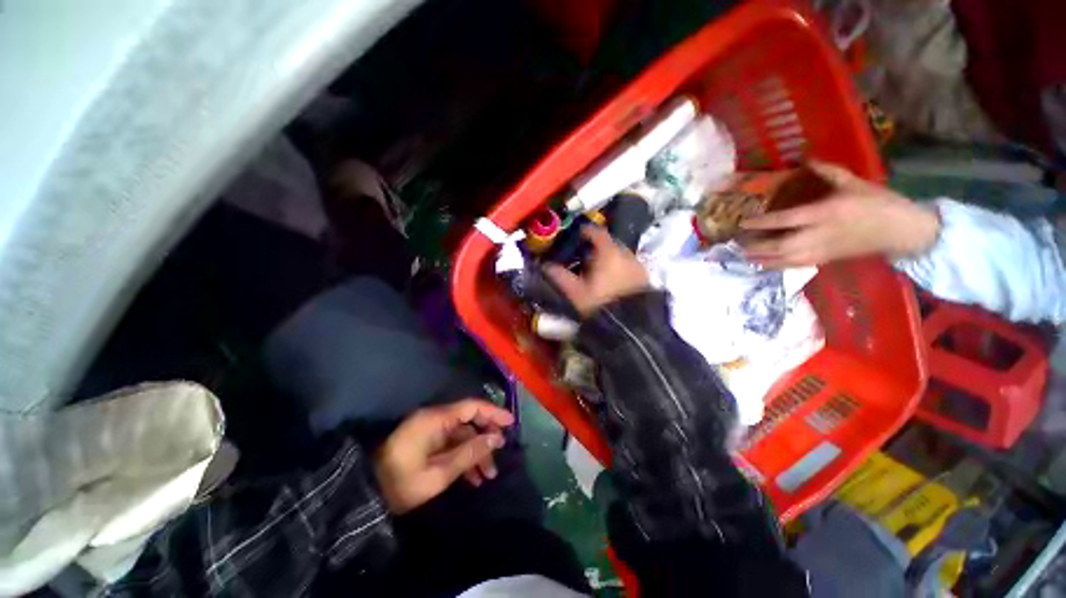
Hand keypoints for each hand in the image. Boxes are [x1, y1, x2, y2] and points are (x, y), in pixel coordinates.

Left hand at [373, 399, 513, 513]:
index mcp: (436, 419)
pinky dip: (463, 457)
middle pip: (469, 421)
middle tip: (499, 456)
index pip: (471, 407)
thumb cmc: (402, 483)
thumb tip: (496, 439)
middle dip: (485, 438)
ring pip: (462, 435)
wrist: (367, 494)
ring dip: (476, 452)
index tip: (510, 423)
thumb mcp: (439, 473)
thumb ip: (469, 453)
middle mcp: (435, 419)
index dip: (493, 412)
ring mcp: (430, 430)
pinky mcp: (426, 441)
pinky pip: (451, 444)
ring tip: (488, 476)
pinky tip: (473, 478)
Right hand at [544, 226, 650, 317]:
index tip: (577, 234)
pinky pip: (629, 267)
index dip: (585, 231)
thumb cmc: (599, 304)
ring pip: (620, 255)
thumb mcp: (575, 292)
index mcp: (609, 253)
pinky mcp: (645, 279)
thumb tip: (545, 265)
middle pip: (610, 243)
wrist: (631, 328)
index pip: (597, 232)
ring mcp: (639, 266)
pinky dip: (619, 268)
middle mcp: (627, 255)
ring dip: (608, 258)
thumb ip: (560, 276)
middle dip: (597, 247)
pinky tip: (611, 281)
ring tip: (597, 271)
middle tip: (584, 256)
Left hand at [740, 161, 940, 268]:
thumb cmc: (877, 203)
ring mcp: (821, 251)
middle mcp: (819, 235)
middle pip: (780, 246)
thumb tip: (806, 158)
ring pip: (784, 260)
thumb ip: (827, 171)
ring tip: (743, 254)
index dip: (762, 223)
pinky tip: (762, 263)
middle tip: (737, 243)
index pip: (785, 220)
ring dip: (762, 258)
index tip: (742, 223)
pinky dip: (775, 265)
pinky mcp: (824, 260)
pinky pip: (794, 266)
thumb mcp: (853, 182)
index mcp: (825, 213)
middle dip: (757, 246)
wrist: (901, 231)